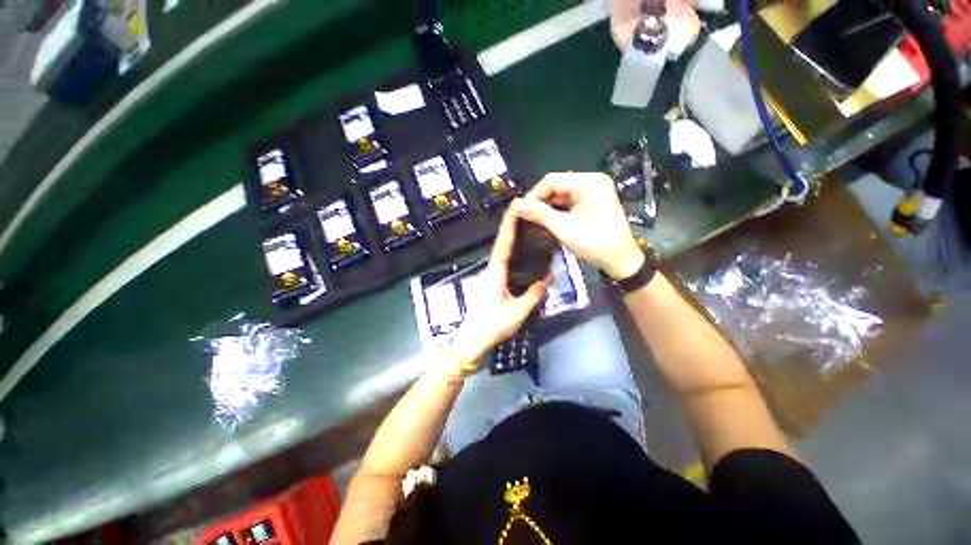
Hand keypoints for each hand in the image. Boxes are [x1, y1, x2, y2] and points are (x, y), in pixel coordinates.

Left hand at [452, 200, 550, 363]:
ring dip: (512, 238)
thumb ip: (534, 293)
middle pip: (502, 243)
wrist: (471, 341)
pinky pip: (503, 263)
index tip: (515, 206)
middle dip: (512, 226)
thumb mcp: (517, 311)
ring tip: (528, 227)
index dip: (509, 224)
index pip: (503, 243)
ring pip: (502, 253)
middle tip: (528, 212)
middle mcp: (490, 269)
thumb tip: (550, 276)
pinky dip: (513, 253)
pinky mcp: (491, 283)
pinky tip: (524, 253)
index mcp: (495, 272)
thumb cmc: (492, 326)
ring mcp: (489, 276)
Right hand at [517, 172, 644, 279]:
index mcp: (588, 182)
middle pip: (557, 186)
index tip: (520, 210)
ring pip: (561, 195)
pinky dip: (557, 211)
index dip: (534, 194)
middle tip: (524, 216)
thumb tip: (517, 205)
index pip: (552, 180)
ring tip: (532, 219)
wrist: (621, 261)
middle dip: (540, 201)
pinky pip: (569, 202)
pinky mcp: (592, 203)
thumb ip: (540, 214)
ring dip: (547, 207)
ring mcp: (593, 193)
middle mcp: (591, 182)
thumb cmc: (595, 243)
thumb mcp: (564, 227)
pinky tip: (546, 220)